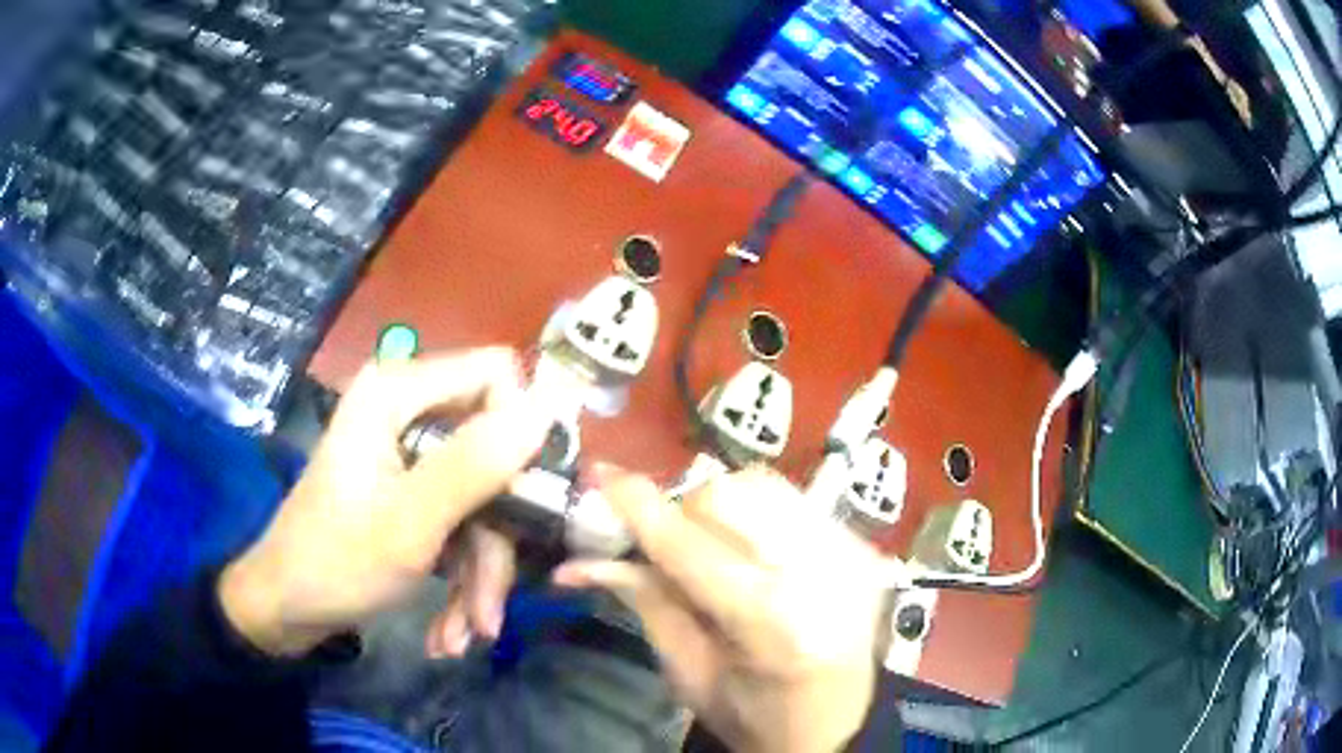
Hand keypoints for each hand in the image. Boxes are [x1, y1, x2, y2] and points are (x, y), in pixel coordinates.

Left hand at [220, 348, 554, 655]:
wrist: (288, 609)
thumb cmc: (336, 562)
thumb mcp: (410, 522)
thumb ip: (475, 465)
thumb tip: (547, 409)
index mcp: (396, 394)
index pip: (495, 376)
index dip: (520, 434)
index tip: (528, 504)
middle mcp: (405, 412)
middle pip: (491, 454)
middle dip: (497, 537)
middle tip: (490, 605)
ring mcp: (408, 455)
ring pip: (480, 501)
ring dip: (480, 573)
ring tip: (464, 633)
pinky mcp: (410, 490)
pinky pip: (459, 522)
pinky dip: (460, 576)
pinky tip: (448, 627)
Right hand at [556, 466, 888, 752]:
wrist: (838, 723)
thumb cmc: (754, 714)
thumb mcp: (688, 672)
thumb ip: (645, 602)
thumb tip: (579, 562)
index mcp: (773, 626)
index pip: (690, 548)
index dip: (639, 508)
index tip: (599, 475)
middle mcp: (822, 577)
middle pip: (727, 495)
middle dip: (685, 514)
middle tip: (674, 552)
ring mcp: (852, 554)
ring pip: (761, 484)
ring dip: (722, 509)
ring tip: (721, 553)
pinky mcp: (866, 544)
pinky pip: (793, 498)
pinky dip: (759, 515)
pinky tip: (760, 555)